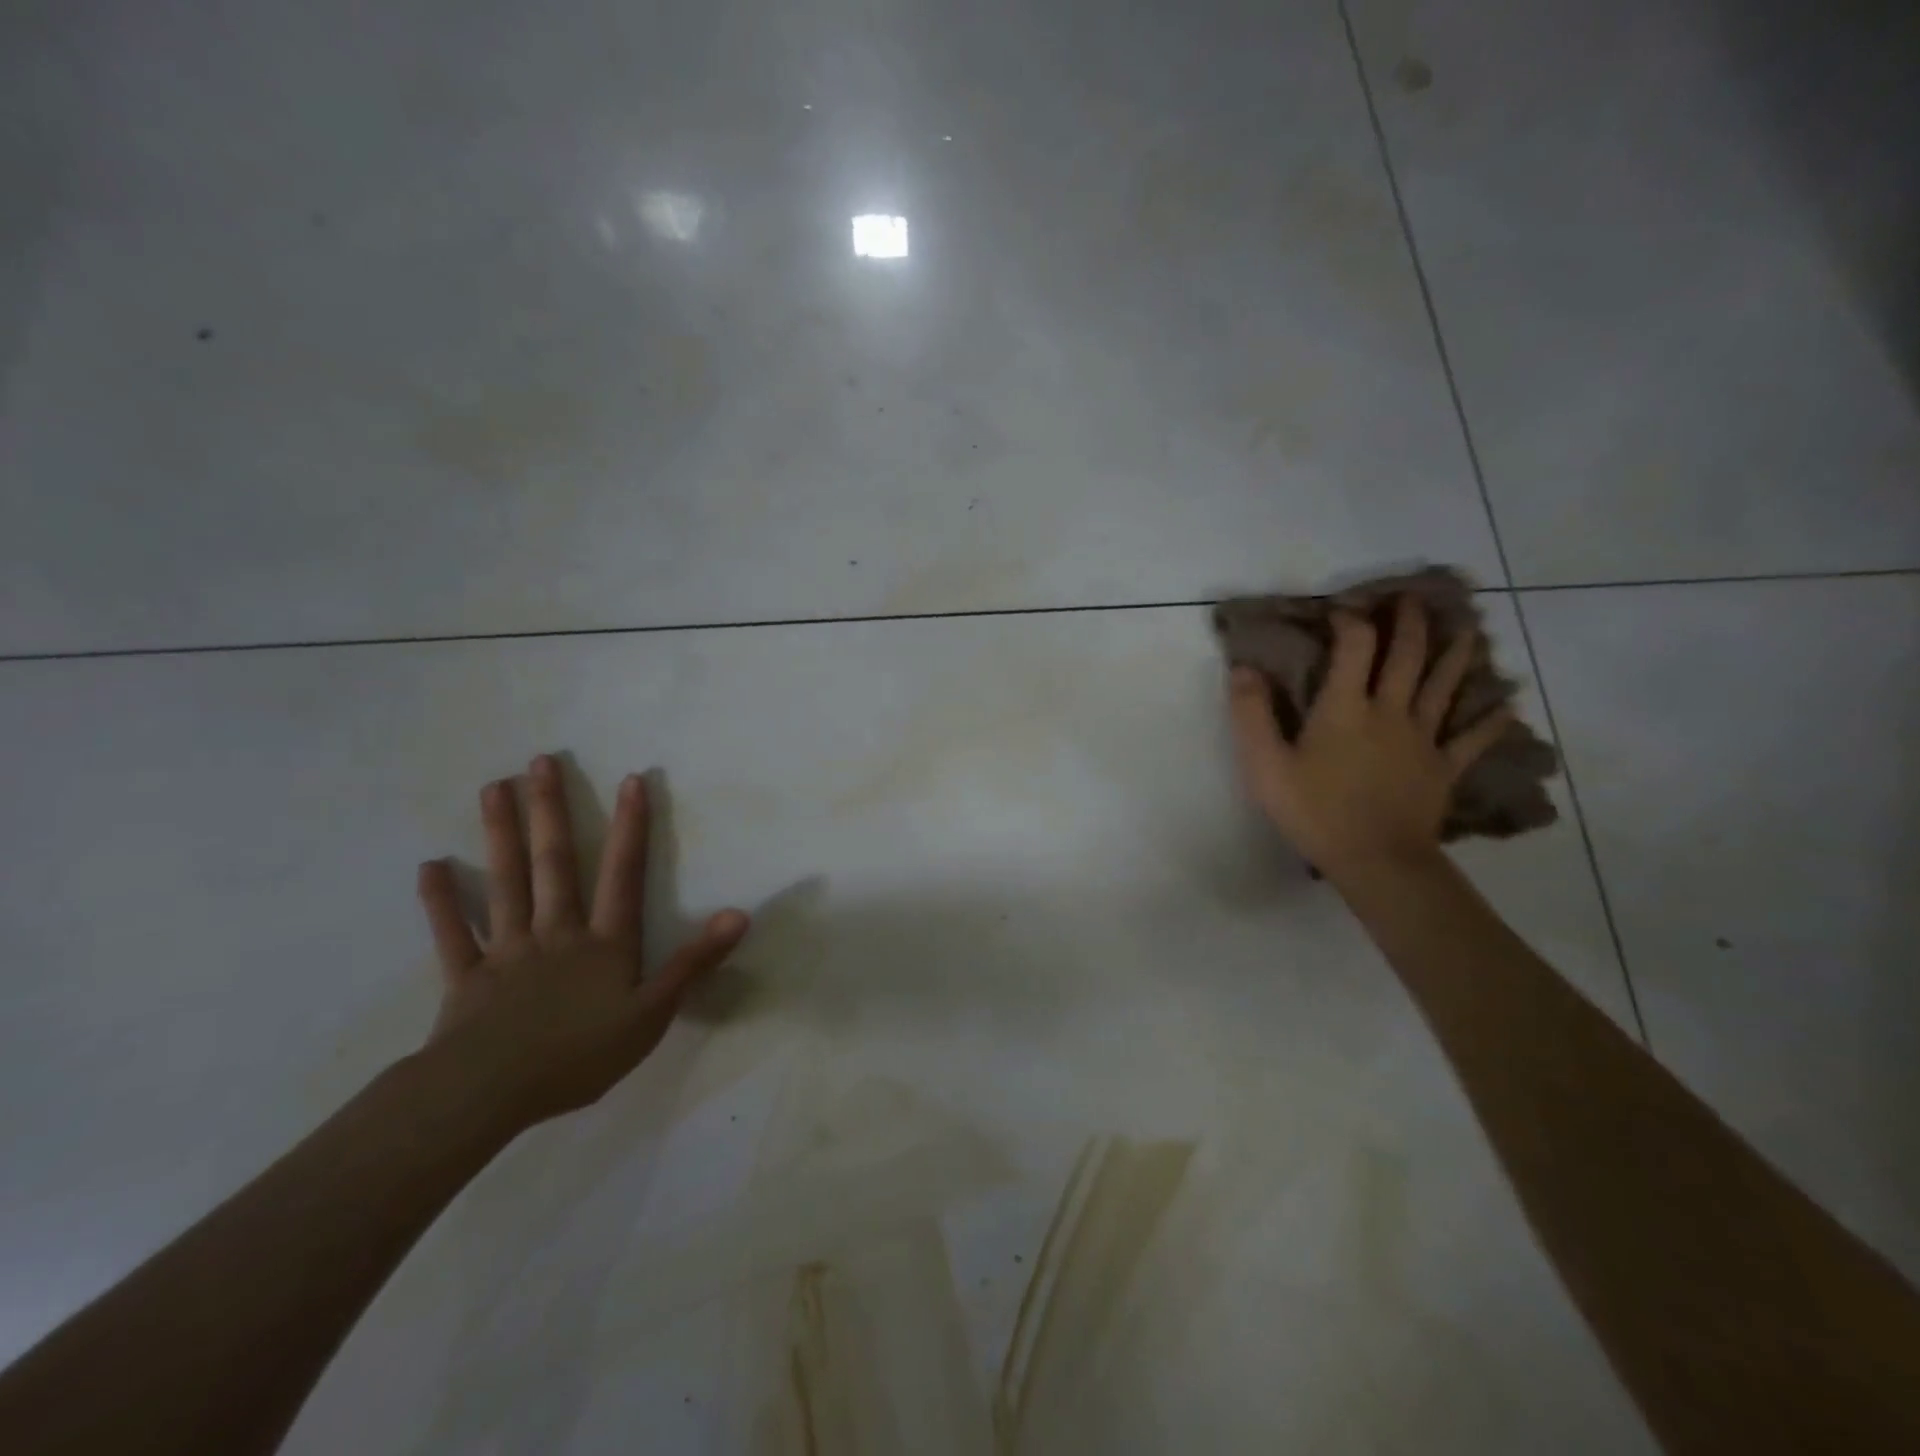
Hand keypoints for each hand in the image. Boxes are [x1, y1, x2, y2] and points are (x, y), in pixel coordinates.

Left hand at [413, 755, 748, 1134]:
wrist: (490, 1093)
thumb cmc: (580, 1055)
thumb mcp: (653, 1013)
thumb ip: (694, 962)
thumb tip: (740, 914)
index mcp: (603, 942)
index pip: (623, 874)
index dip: (630, 827)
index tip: (630, 779)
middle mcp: (556, 932)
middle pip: (554, 864)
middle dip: (550, 811)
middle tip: (540, 761)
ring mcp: (507, 951)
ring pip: (506, 883)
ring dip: (500, 835)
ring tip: (493, 788)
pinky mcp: (467, 977)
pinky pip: (453, 934)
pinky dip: (441, 902)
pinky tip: (430, 867)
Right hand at [1227, 597, 1513, 887]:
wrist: (1375, 859)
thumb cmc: (1314, 810)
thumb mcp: (1265, 765)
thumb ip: (1251, 715)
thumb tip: (1243, 669)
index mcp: (1346, 707)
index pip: (1354, 646)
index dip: (1350, 621)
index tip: (1341, 610)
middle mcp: (1389, 711)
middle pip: (1406, 657)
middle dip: (1409, 623)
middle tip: (1412, 599)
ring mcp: (1423, 739)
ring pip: (1444, 686)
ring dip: (1455, 654)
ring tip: (1468, 629)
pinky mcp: (1443, 768)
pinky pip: (1471, 739)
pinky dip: (1490, 721)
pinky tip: (1506, 706)